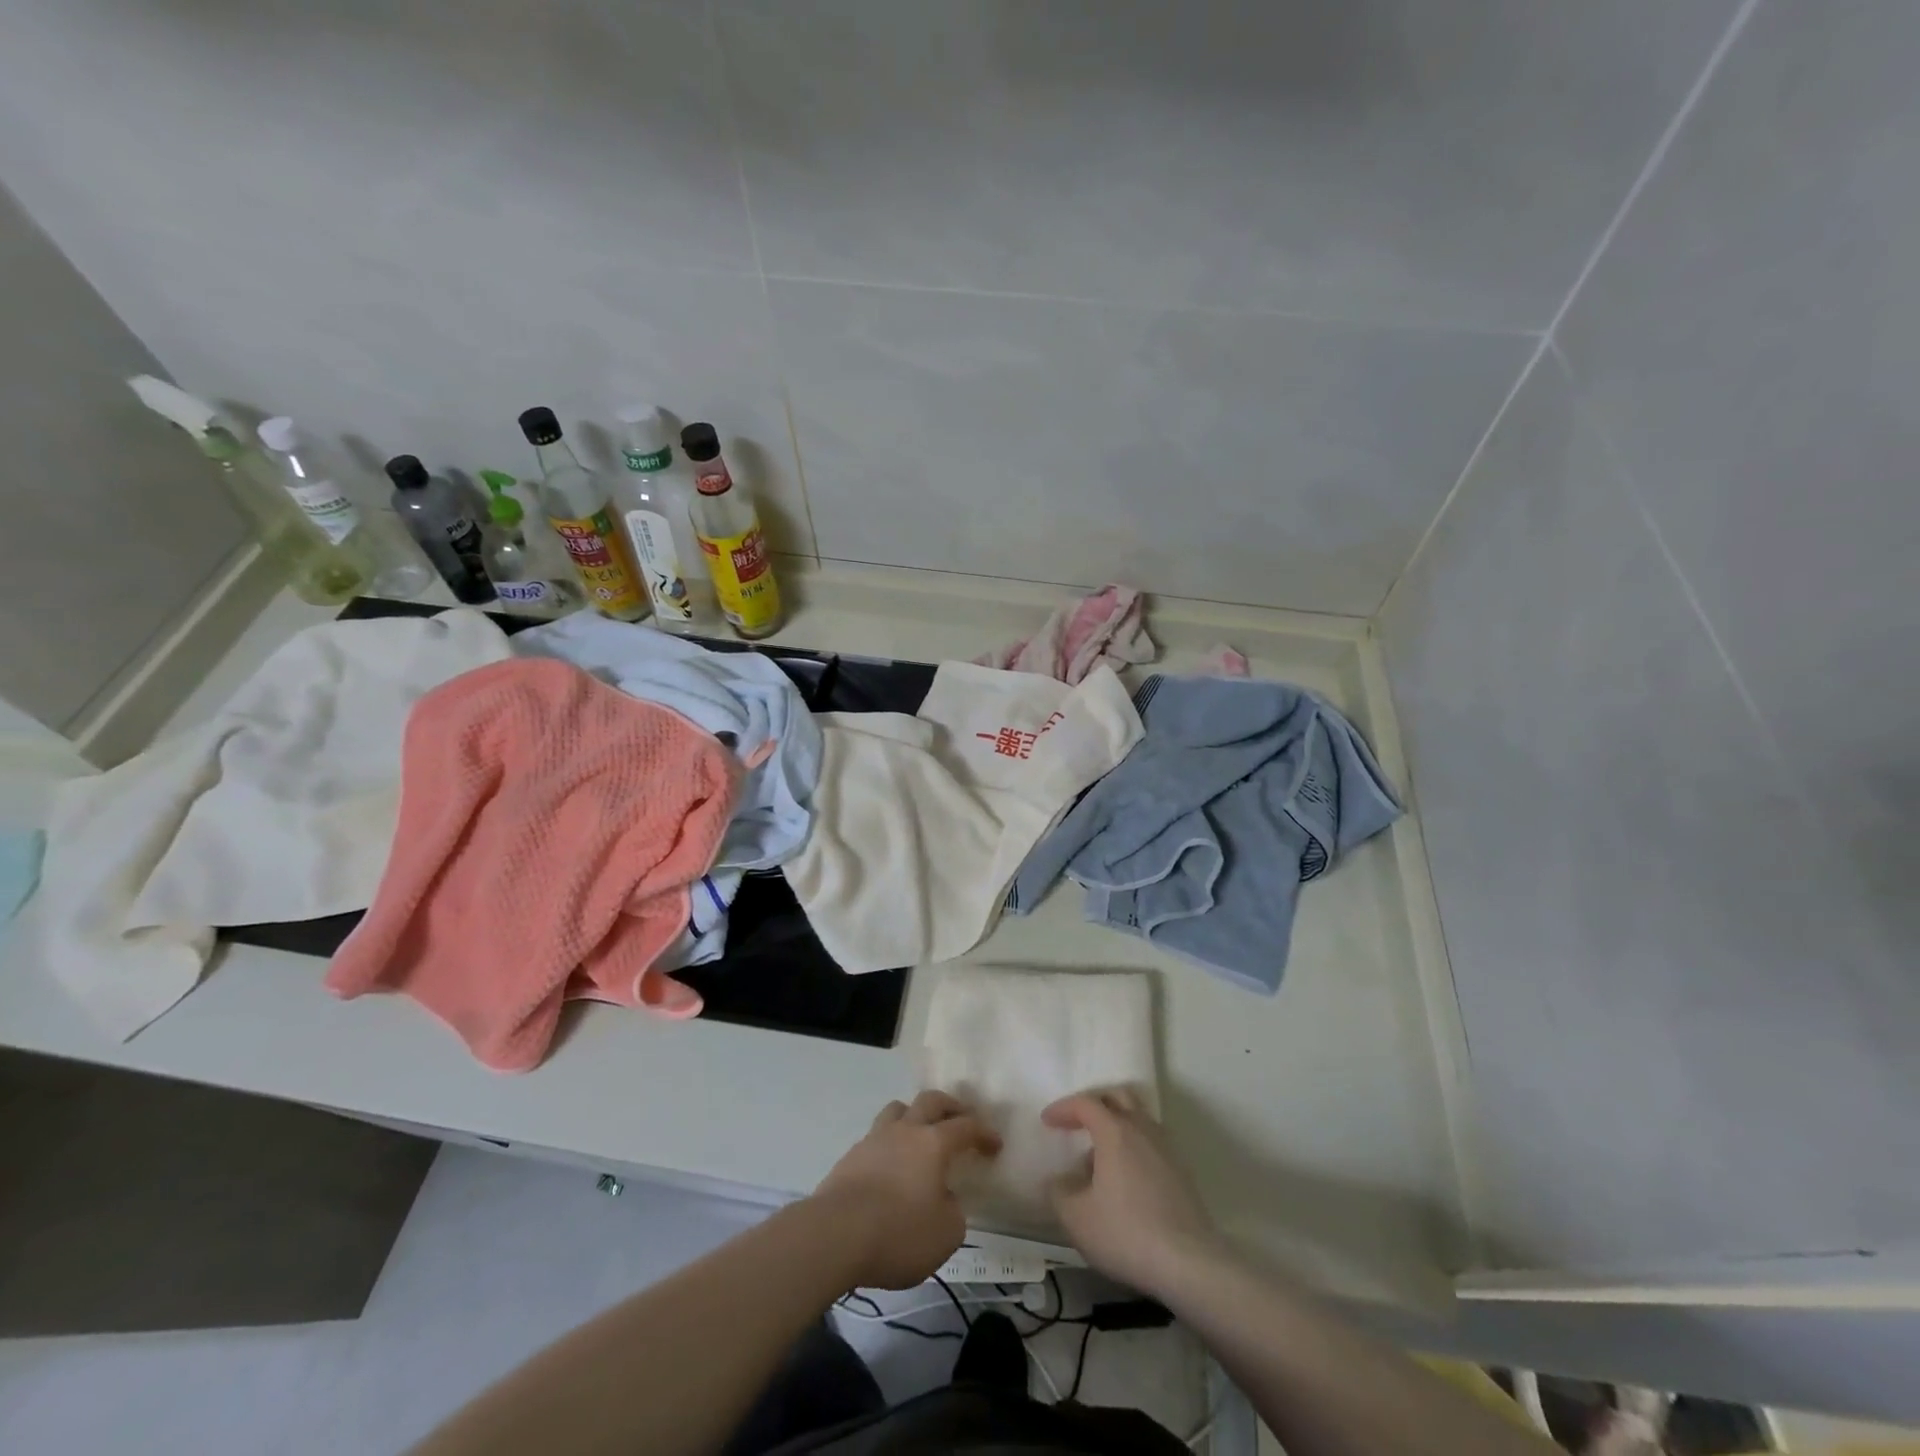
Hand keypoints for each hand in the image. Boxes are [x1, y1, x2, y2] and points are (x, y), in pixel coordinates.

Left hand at [810, 1090, 1001, 1290]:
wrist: (834, 1234)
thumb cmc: (898, 1232)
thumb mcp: (945, 1234)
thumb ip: (953, 1212)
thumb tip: (944, 1199)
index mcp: (933, 1143)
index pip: (966, 1126)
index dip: (984, 1133)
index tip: (995, 1145)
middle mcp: (905, 1130)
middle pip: (930, 1101)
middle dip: (950, 1106)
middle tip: (961, 1120)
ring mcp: (873, 1140)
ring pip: (898, 1110)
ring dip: (914, 1116)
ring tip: (921, 1137)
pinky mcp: (850, 1158)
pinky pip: (876, 1138)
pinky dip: (890, 1145)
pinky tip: (891, 1169)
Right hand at [1043, 1089, 1221, 1297]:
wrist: (1189, 1263)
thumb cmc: (1126, 1233)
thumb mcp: (1076, 1218)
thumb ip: (1059, 1192)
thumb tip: (1058, 1180)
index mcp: (1115, 1131)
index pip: (1085, 1103)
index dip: (1063, 1108)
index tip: (1047, 1121)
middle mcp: (1142, 1129)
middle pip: (1118, 1097)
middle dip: (1094, 1104)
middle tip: (1077, 1123)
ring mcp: (1166, 1148)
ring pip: (1138, 1118)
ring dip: (1116, 1125)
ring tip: (1100, 1156)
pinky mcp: (1181, 1171)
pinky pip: (1151, 1142)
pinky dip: (1133, 1146)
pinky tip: (1125, 1178)